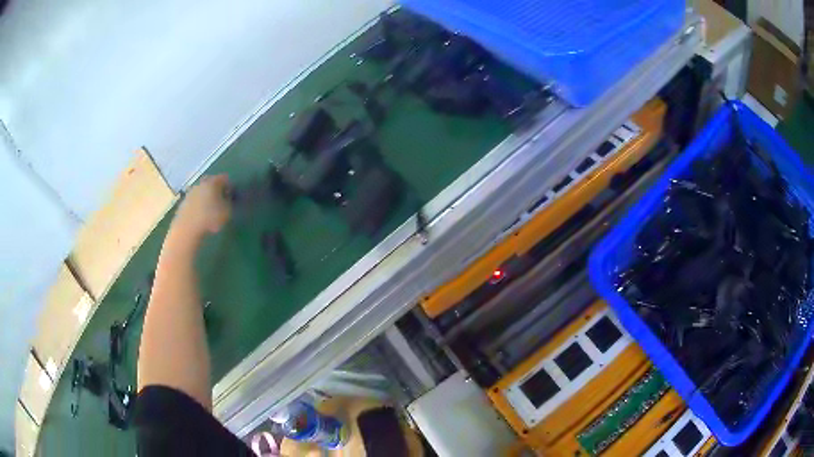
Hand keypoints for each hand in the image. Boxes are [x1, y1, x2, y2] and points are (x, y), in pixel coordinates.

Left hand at [172, 175, 231, 239]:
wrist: (187, 229)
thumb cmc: (210, 218)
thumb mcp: (227, 212)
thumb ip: (229, 202)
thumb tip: (228, 199)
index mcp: (212, 182)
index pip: (224, 178)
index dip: (229, 185)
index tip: (232, 194)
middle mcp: (200, 184)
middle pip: (211, 182)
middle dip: (216, 189)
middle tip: (221, 199)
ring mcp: (190, 193)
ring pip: (201, 191)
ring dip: (206, 197)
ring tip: (210, 208)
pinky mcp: (183, 203)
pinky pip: (194, 200)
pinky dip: (198, 204)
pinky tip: (201, 215)